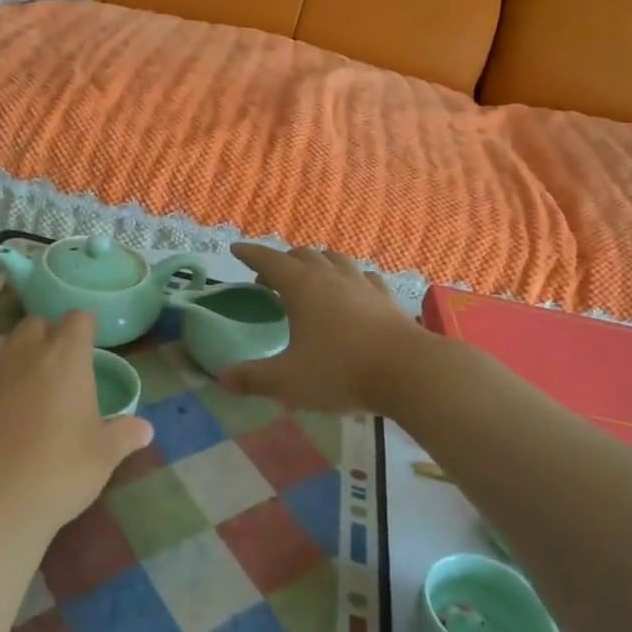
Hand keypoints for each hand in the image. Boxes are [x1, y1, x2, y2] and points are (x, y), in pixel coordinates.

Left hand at [0, 312, 152, 539]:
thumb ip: (124, 435)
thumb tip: (145, 429)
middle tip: (55, 370)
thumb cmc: (58, 471)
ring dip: (11, 356)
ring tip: (18, 388)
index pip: (78, 319)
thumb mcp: (102, 457)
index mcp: (65, 357)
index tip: (88, 347)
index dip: (84, 329)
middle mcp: (23, 351)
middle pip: (35, 324)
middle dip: (46, 338)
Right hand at [218, 244, 424, 411]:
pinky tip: (352, 290)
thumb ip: (253, 379)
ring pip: (334, 259)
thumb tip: (222, 379)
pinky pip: (363, 277)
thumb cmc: (341, 371)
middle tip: (268, 280)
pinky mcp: (386, 298)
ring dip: (316, 263)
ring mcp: (362, 284)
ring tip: (309, 278)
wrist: (409, 371)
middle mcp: (331, 277)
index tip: (236, 250)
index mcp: (302, 287)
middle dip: (281, 261)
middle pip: (302, 255)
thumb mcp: (288, 381)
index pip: (269, 261)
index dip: (250, 254)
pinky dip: (349, 278)